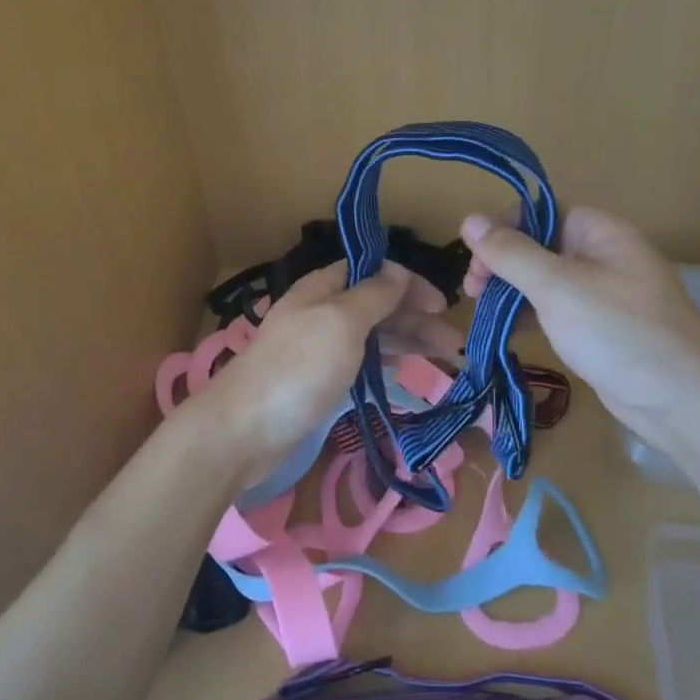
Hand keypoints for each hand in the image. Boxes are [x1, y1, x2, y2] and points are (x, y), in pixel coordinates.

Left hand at [201, 262, 462, 482]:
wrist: (246, 428)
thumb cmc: (298, 368)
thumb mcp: (341, 322)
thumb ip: (373, 295)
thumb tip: (398, 271)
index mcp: (323, 287)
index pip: (373, 271)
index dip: (409, 283)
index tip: (442, 306)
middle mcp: (322, 311)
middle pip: (377, 304)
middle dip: (415, 317)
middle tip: (453, 343)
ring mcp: (320, 347)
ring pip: (372, 334)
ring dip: (407, 340)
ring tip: (446, 358)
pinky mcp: (319, 379)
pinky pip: (361, 360)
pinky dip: (386, 360)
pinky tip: (406, 368)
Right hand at [460, 207, 699, 463]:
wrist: (684, 403)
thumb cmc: (618, 332)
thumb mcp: (556, 287)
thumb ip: (510, 252)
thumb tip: (468, 218)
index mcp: (599, 230)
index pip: (538, 213)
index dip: (501, 230)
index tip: (472, 263)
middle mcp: (601, 254)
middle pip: (538, 245)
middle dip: (501, 264)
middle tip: (472, 293)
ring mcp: (602, 293)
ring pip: (543, 280)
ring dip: (511, 292)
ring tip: (484, 313)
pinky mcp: (600, 327)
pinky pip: (555, 310)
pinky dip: (530, 316)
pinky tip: (508, 331)